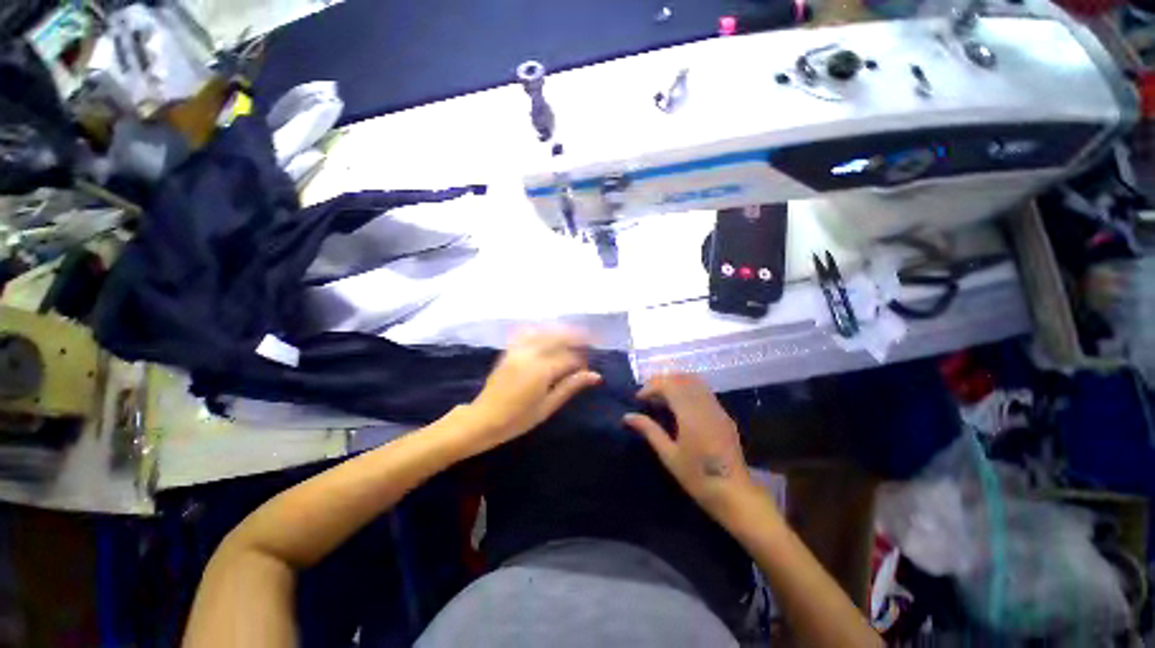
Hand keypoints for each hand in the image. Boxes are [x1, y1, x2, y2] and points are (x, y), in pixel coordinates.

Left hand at [453, 328, 600, 455]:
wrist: (484, 419)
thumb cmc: (518, 419)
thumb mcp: (548, 406)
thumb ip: (570, 386)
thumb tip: (595, 376)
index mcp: (542, 370)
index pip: (569, 358)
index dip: (582, 362)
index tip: (588, 368)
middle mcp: (530, 355)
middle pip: (558, 338)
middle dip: (575, 338)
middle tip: (588, 342)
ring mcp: (518, 351)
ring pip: (544, 332)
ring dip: (560, 332)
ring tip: (572, 336)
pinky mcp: (509, 351)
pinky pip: (526, 333)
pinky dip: (540, 331)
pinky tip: (548, 334)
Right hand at [624, 373, 754, 515]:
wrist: (735, 494)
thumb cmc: (697, 477)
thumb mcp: (668, 455)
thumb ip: (649, 430)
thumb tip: (627, 416)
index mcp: (690, 415)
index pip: (669, 385)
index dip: (651, 386)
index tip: (639, 398)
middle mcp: (705, 406)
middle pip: (682, 378)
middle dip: (662, 381)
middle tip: (648, 394)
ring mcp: (717, 409)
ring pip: (695, 382)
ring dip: (676, 383)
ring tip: (662, 397)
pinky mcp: (724, 415)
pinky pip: (704, 392)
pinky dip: (688, 390)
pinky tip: (680, 405)